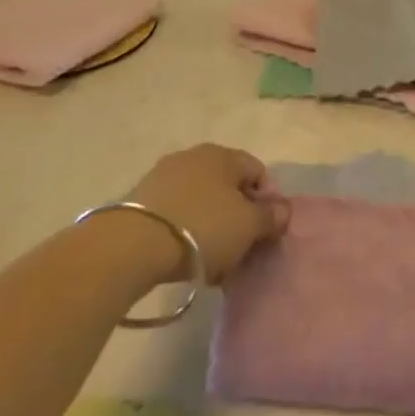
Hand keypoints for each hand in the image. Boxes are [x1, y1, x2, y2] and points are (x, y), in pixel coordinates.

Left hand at [128, 144, 287, 281]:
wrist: (132, 245)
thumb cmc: (202, 227)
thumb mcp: (247, 225)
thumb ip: (270, 216)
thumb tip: (282, 209)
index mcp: (222, 154)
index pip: (257, 171)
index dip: (267, 201)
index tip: (264, 232)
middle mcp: (192, 156)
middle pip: (228, 186)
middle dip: (238, 217)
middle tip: (240, 249)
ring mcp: (163, 176)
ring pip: (201, 201)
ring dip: (212, 227)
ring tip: (212, 261)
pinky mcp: (141, 199)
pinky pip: (176, 213)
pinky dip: (186, 232)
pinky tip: (185, 258)